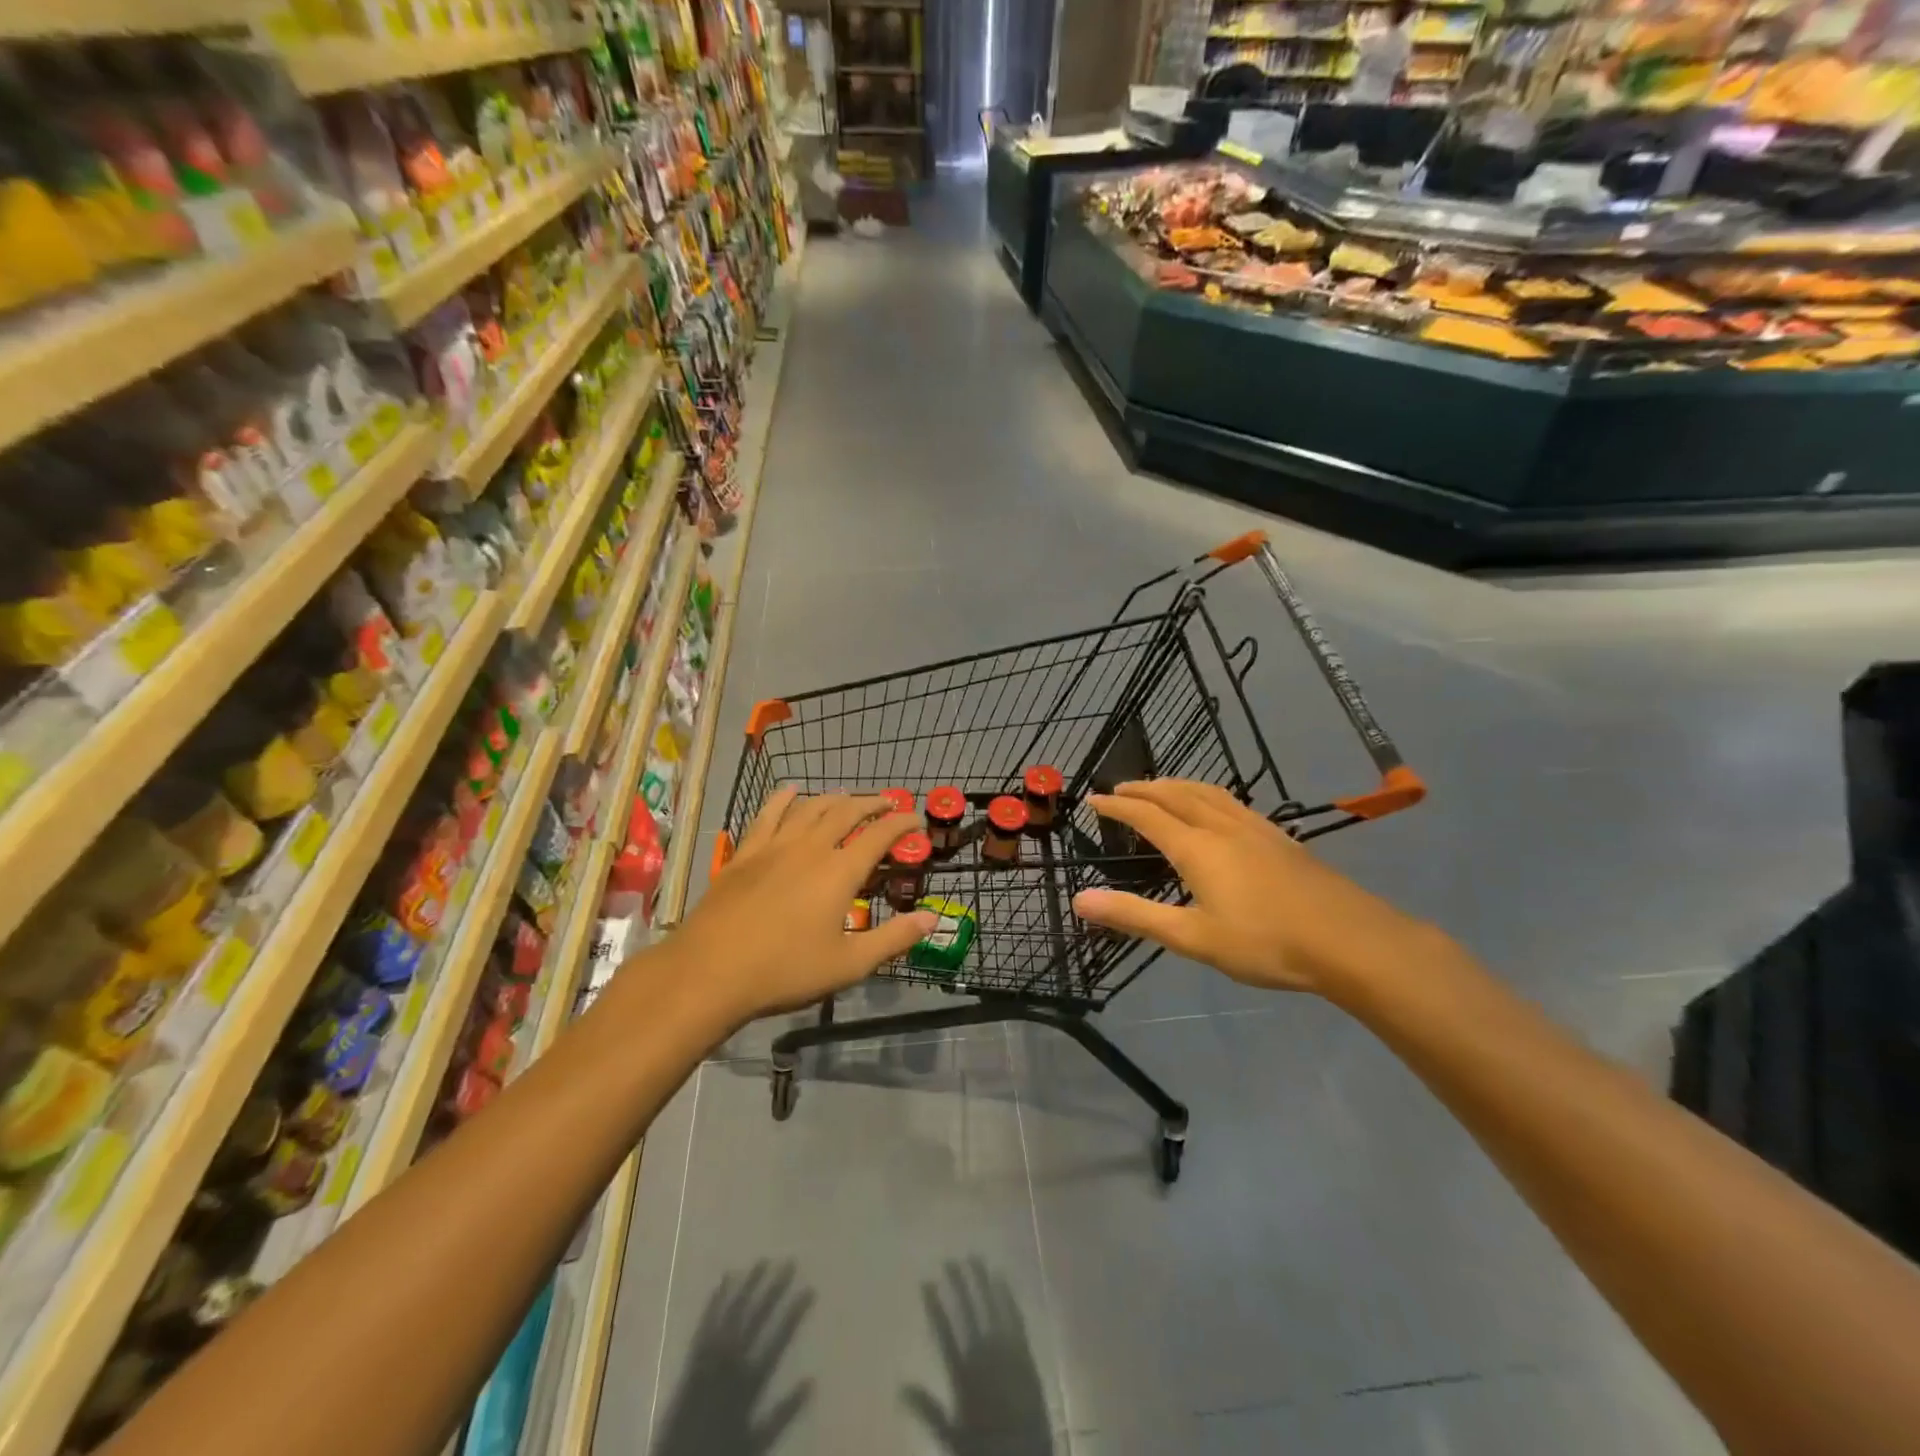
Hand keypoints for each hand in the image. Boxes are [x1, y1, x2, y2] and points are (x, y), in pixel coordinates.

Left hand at [675, 788, 937, 1026]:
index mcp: (840, 872)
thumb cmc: (785, 971)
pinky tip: (790, 792)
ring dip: (834, 798)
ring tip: (847, 796)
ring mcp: (774, 847)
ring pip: (810, 808)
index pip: (880, 835)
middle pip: (846, 812)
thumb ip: (894, 938)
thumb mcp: (849, 964)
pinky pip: (767, 815)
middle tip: (888, 803)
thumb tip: (932, 919)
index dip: (902, 824)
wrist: (710, 972)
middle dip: (871, 803)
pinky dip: (783, 799)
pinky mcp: (745, 854)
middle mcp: (810, 848)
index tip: (916, 820)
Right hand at [1071, 779, 1444, 1000]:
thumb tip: (1080, 900)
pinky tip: (1218, 808)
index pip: (1147, 816)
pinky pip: (1232, 801)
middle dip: (1144, 788)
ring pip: (1208, 792)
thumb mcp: (1192, 937)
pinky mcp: (1280, 838)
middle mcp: (1222, 827)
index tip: (1093, 800)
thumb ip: (1135, 916)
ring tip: (1161, 787)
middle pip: (1176, 794)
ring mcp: (1256, 829)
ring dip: (1176, 785)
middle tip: (1120, 788)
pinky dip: (1208, 794)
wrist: (1349, 940)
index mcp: (1197, 848)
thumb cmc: (1265, 942)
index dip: (1118, 806)